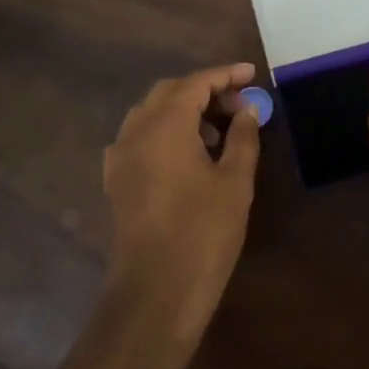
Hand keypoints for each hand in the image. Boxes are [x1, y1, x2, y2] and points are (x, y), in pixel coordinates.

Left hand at [103, 63, 262, 347]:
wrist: (156, 294)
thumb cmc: (203, 232)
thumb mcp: (235, 181)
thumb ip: (243, 136)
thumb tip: (248, 108)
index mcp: (164, 125)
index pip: (195, 83)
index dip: (225, 75)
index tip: (251, 74)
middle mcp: (135, 131)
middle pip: (170, 93)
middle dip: (205, 91)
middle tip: (239, 105)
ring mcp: (120, 156)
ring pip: (152, 113)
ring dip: (185, 111)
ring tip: (220, 131)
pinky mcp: (116, 180)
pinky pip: (141, 137)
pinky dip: (166, 132)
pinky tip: (190, 154)